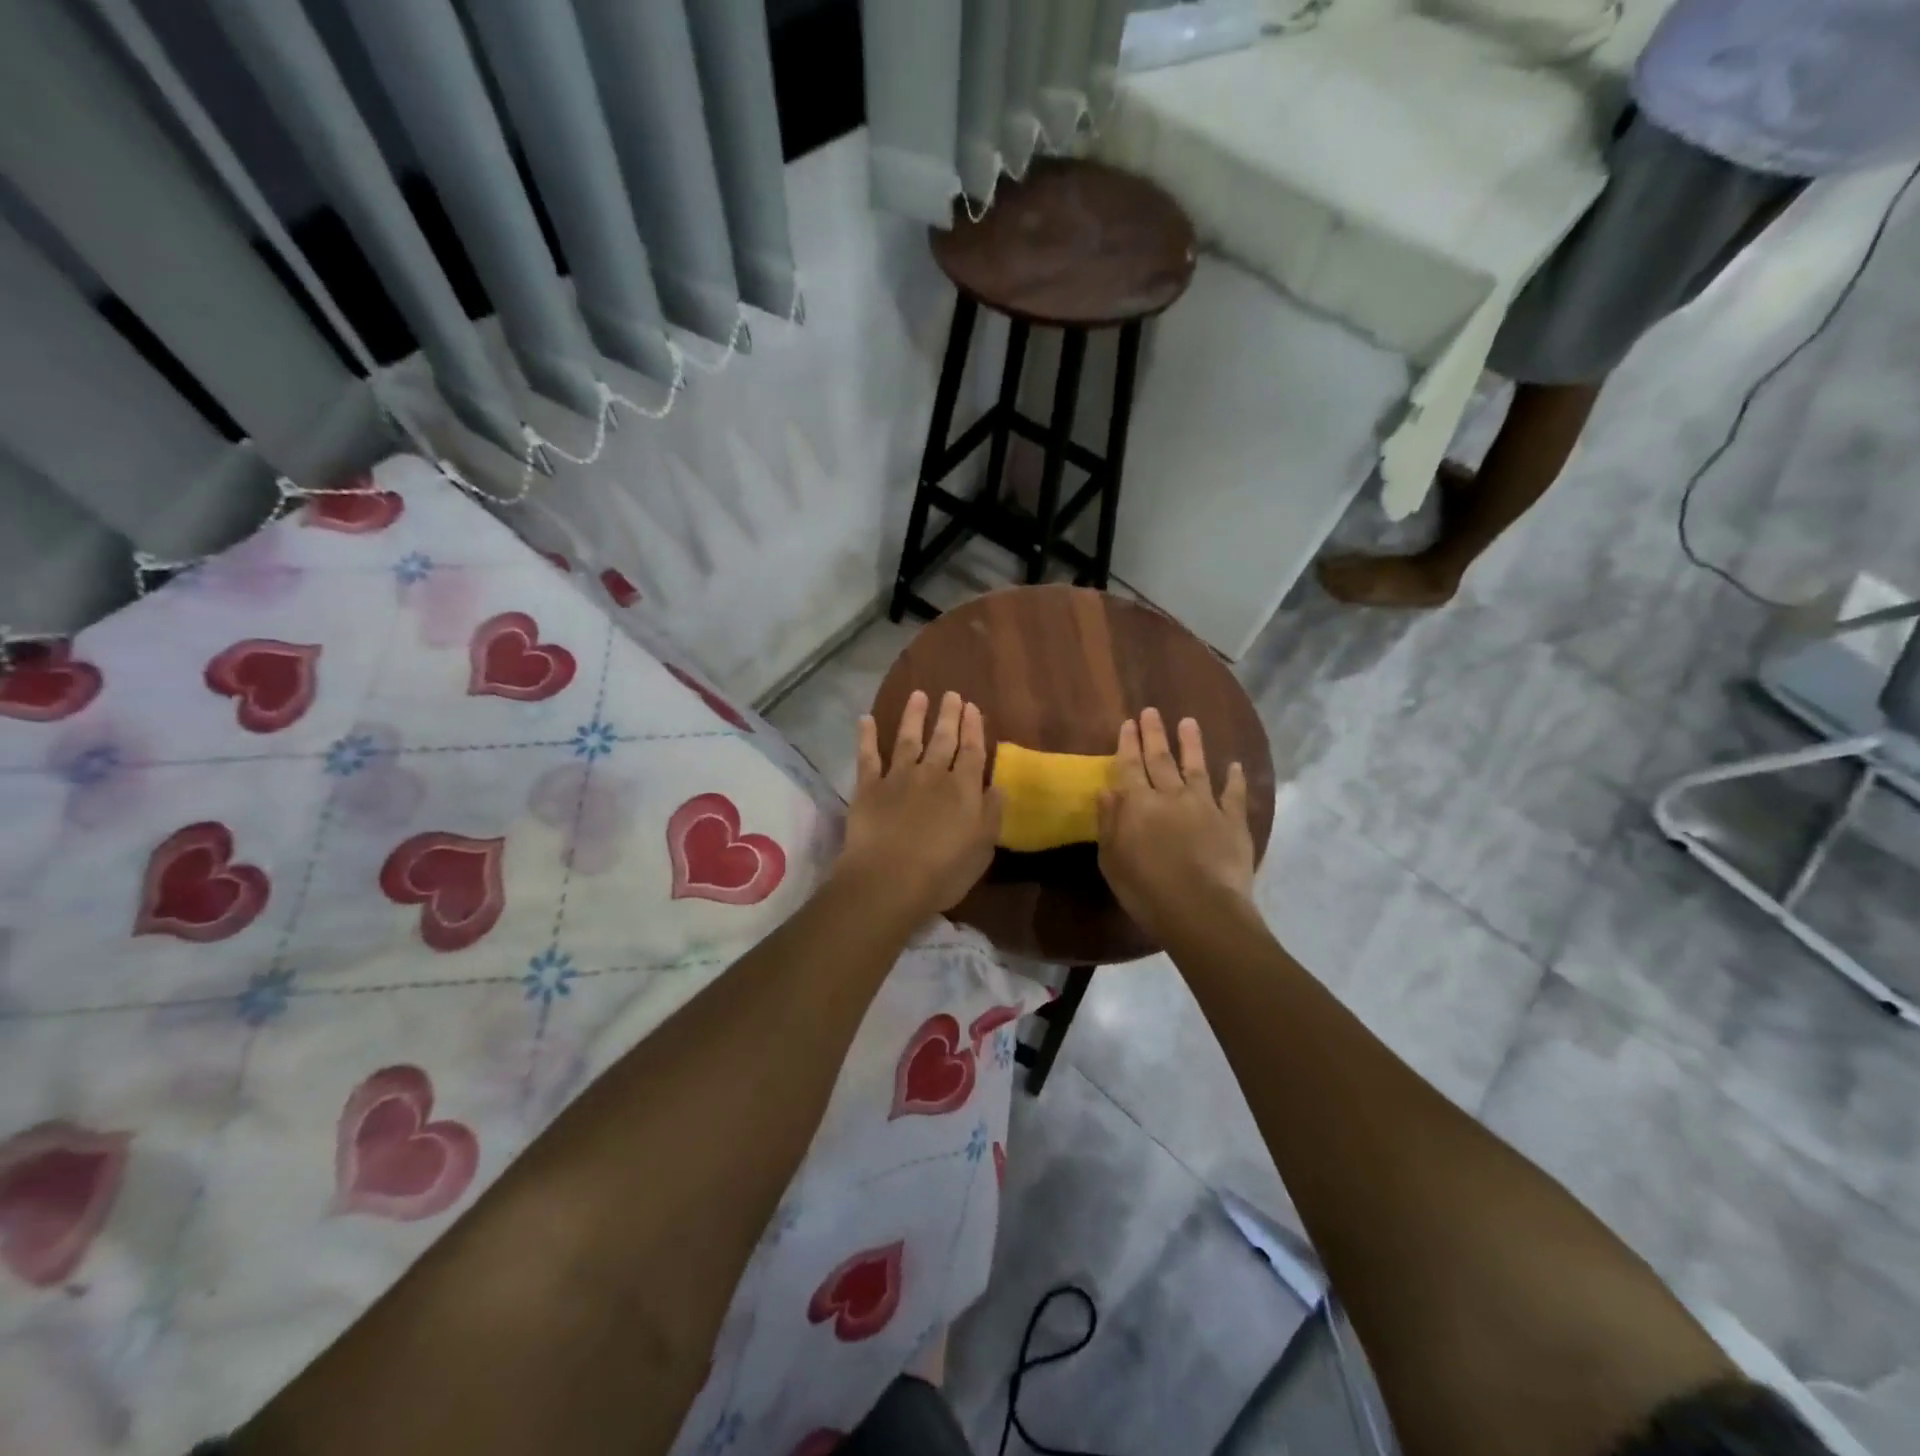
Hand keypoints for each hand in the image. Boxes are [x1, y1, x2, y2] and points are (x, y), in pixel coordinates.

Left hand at [835, 690, 1001, 922]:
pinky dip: (866, 736)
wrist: (888, 880)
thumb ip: (991, 814)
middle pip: (944, 739)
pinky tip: (865, 718)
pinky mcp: (869, 788)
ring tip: (918, 695)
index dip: (974, 729)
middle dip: (949, 715)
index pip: (973, 752)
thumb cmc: (943, 873)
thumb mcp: (982, 849)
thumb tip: (998, 786)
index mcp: (964, 790)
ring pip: (908, 739)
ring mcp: (898, 778)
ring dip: (914, 716)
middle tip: (952, 694)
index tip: (973, 708)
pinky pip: (867, 756)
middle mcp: (933, 775)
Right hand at [1097, 708, 1253, 943]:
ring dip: (1191, 744)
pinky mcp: (1233, 822)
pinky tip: (1234, 765)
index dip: (1128, 744)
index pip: (1130, 766)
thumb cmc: (1146, 890)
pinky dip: (1234, 779)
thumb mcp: (1112, 860)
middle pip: (1160, 759)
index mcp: (1138, 805)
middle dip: (1154, 734)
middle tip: (1152, 711)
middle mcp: (1171, 796)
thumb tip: (1106, 791)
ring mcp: (1205, 806)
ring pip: (1197, 767)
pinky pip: (1234, 794)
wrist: (1201, 910)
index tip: (1128, 723)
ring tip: (1189, 722)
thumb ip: (1109, 823)